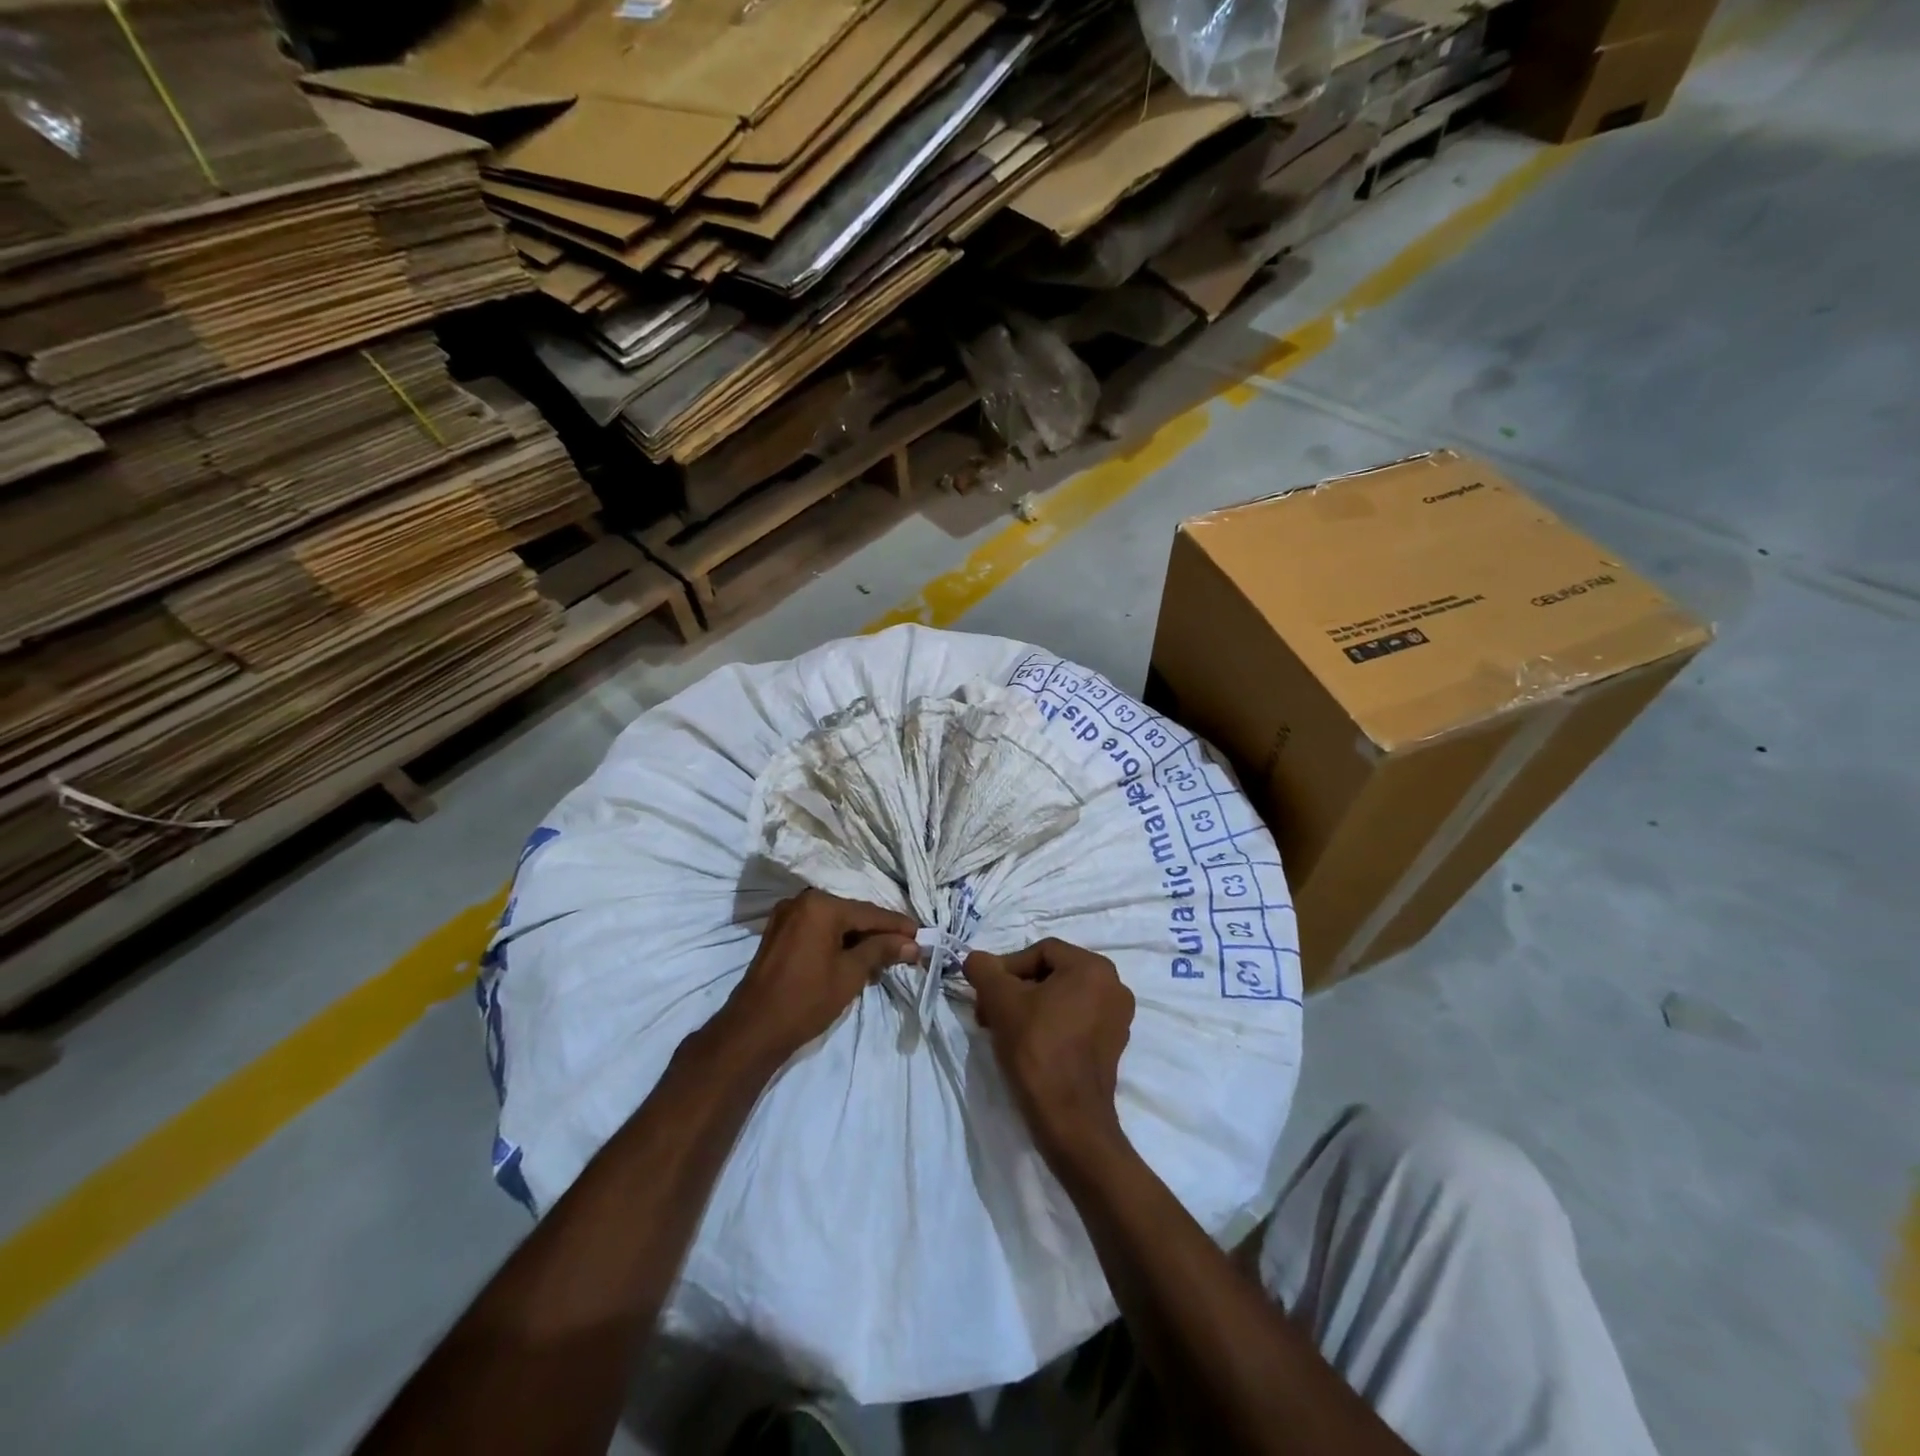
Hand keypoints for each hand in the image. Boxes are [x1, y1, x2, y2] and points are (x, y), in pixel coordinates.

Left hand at [719, 889, 919, 1064]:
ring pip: (834, 924)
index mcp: (821, 905)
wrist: (753, 1030)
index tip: (922, 935)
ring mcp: (787, 916)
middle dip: (878, 933)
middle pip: (852, 915)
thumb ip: (881, 951)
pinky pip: (817, 931)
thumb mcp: (851, 974)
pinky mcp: (778, 933)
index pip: (869, 913)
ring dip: (858, 939)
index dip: (898, 926)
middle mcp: (802, 901)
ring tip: (884, 958)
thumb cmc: (807, 999)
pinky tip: (854, 958)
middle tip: (906, 948)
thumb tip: (911, 943)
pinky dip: (837, 942)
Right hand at [963, 939, 1135, 1167]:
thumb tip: (975, 959)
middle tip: (989, 1014)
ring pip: (1061, 998)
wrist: (1069, 1120)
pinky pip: (1075, 1020)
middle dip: (1015, 991)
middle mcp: (1114, 986)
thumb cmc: (1037, 1049)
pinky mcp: (1113, 1046)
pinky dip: (1048, 1025)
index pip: (1040, 952)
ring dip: (1028, 1008)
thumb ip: (984, 970)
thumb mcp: (1001, 1001)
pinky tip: (1026, 1045)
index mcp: (1094, 968)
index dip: (1006, 968)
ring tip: (1003, 1030)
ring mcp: (1117, 1018)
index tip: (986, 995)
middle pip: (1051, 974)